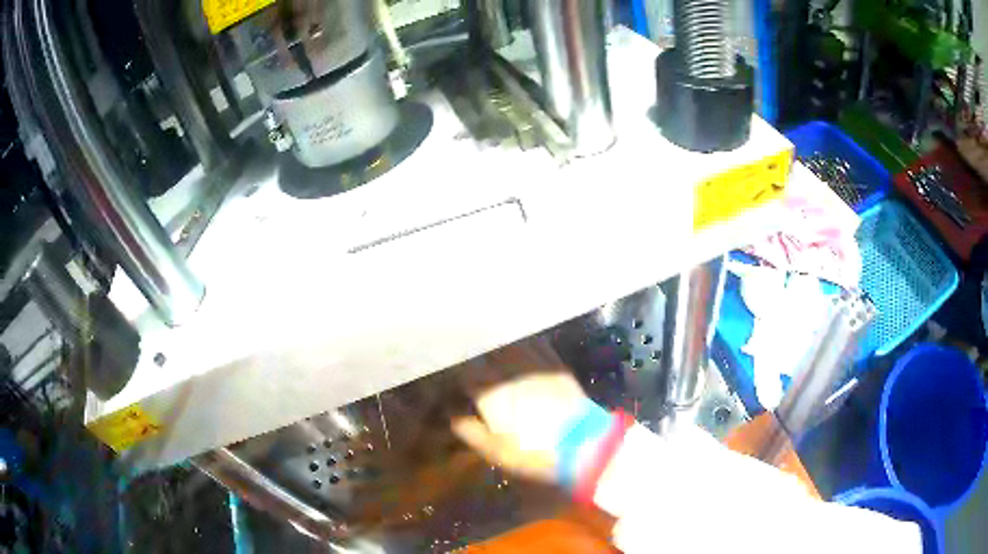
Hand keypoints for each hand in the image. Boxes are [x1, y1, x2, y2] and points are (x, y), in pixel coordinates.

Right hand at [451, 338, 589, 482]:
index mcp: (490, 390)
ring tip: (488, 345)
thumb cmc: (532, 452)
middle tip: (464, 354)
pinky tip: (520, 345)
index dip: (453, 368)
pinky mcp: (557, 366)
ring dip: (496, 343)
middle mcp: (510, 370)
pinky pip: (536, 344)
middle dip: (472, 351)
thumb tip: (452, 415)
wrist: (582, 446)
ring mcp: (536, 364)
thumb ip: (468, 430)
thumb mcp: (493, 450)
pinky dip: (523, 342)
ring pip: (510, 343)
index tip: (446, 369)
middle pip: (485, 350)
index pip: (464, 369)